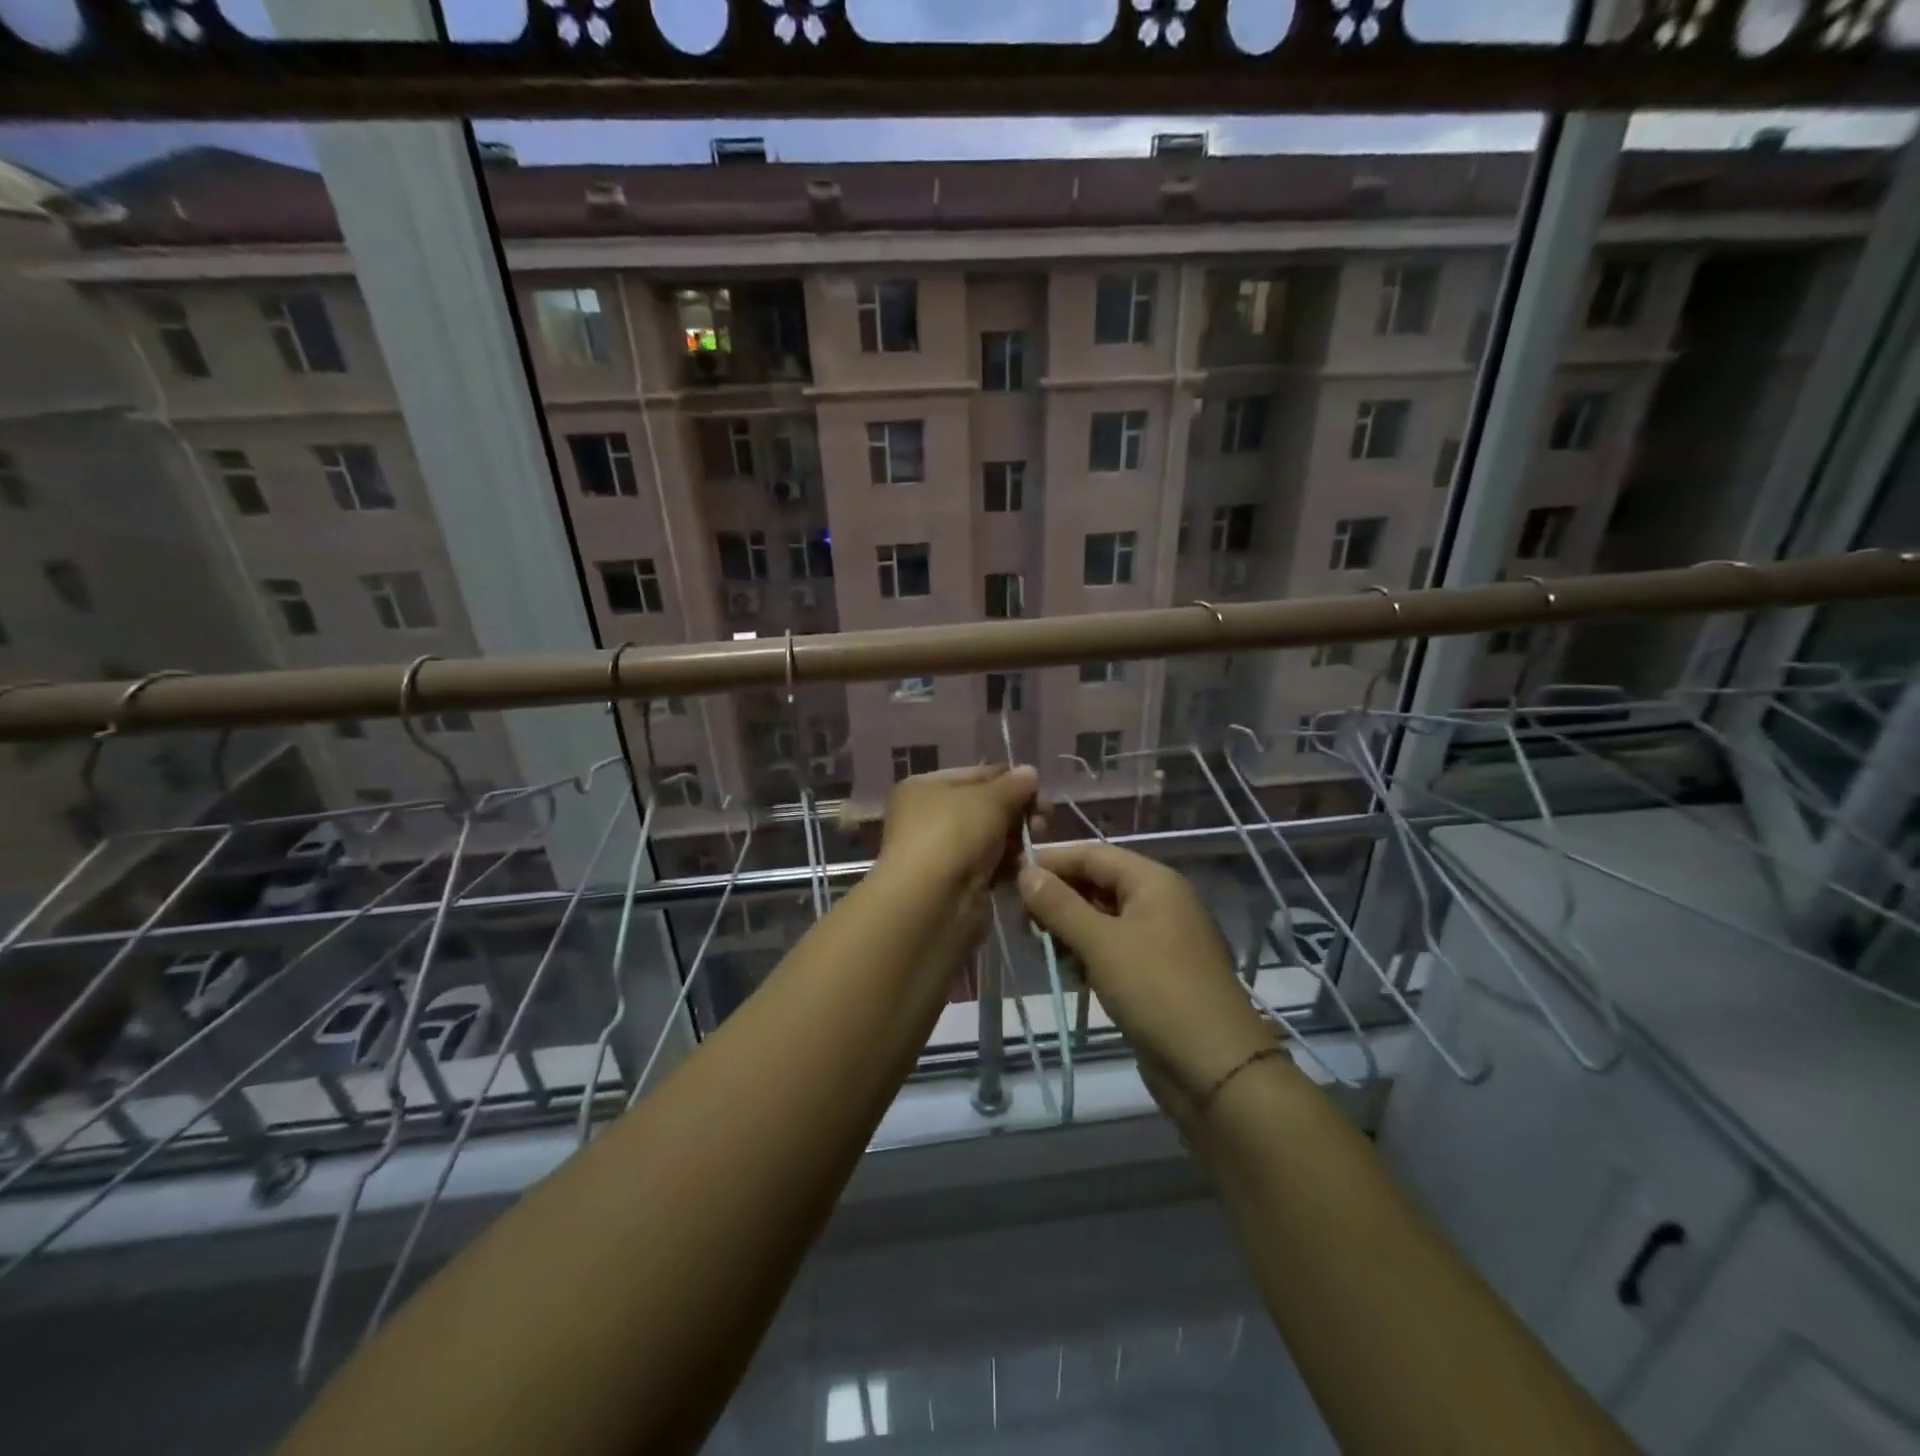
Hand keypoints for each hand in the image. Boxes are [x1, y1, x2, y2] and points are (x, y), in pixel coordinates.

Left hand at [875, 764, 1042, 901]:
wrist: (933, 902)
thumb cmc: (953, 834)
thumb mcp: (989, 799)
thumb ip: (1014, 785)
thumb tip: (1029, 772)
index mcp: (924, 788)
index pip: (975, 775)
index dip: (1009, 779)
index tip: (1040, 789)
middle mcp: (927, 817)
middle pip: (983, 807)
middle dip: (1017, 810)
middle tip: (1045, 818)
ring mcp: (941, 852)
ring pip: (989, 837)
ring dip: (1016, 837)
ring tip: (1038, 839)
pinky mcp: (956, 883)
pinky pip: (989, 865)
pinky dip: (1007, 863)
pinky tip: (1026, 864)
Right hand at [1017, 843, 1277, 1119]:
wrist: (1214, 1067)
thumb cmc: (1156, 990)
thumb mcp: (1101, 943)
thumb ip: (1059, 905)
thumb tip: (1025, 872)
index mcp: (1154, 881)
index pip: (1092, 854)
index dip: (1051, 861)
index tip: (1010, 875)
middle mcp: (1159, 901)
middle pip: (1097, 884)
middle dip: (1057, 897)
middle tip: (1018, 919)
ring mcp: (1159, 938)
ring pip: (1102, 918)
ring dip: (1068, 928)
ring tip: (1036, 947)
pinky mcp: (1155, 972)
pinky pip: (1112, 948)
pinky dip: (1086, 953)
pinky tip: (1064, 969)